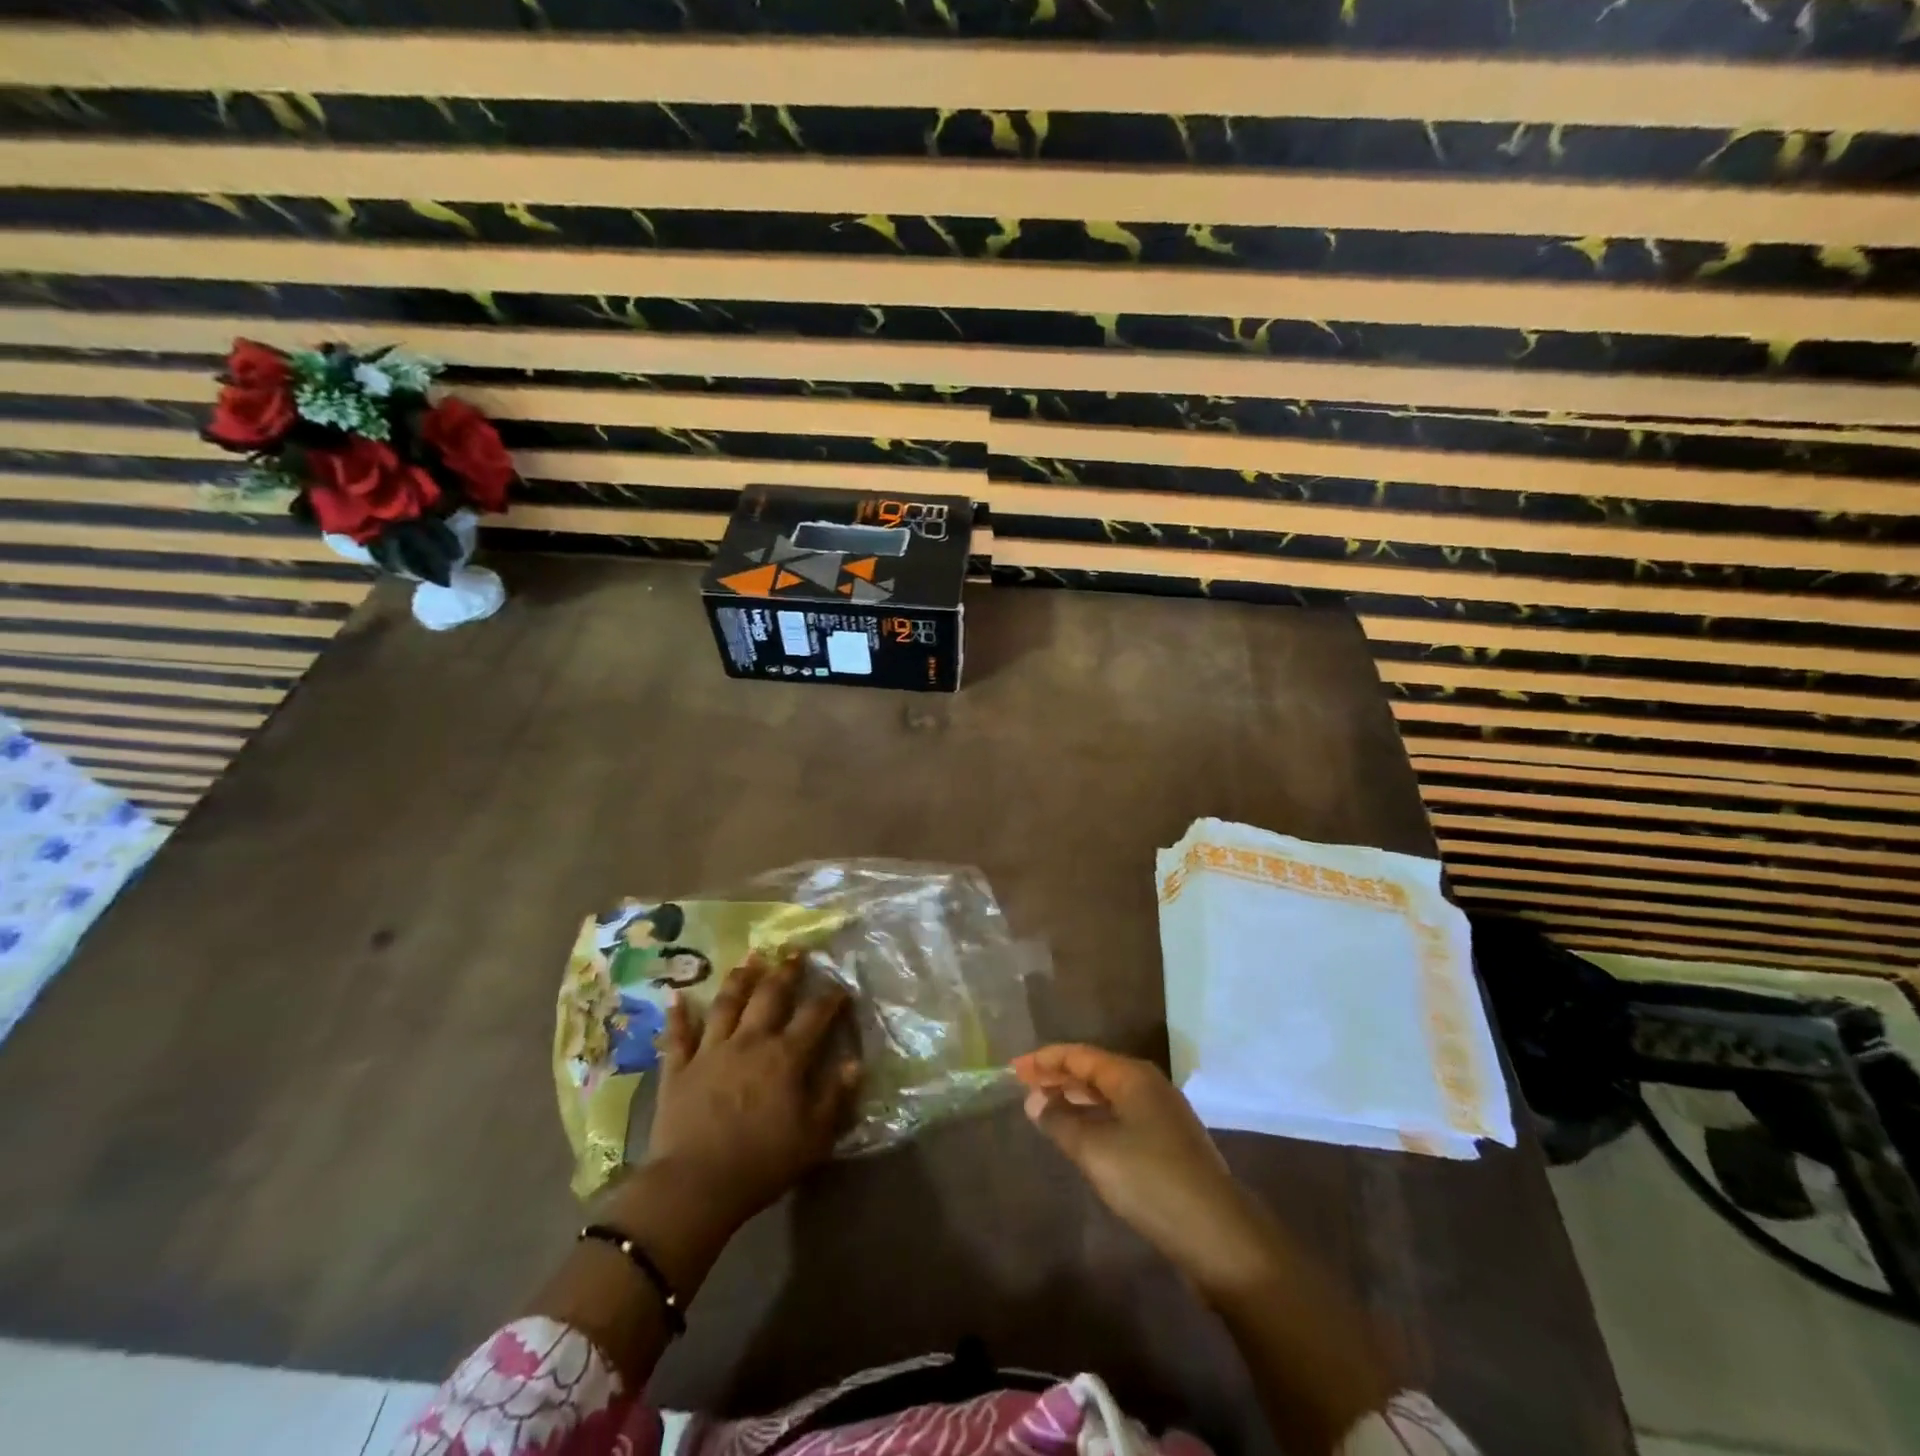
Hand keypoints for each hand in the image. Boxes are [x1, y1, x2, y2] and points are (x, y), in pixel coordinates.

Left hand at [647, 954, 860, 1232]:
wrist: (694, 1186)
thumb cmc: (762, 1163)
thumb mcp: (814, 1137)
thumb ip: (836, 1096)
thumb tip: (855, 1063)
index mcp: (785, 1056)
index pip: (814, 1015)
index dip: (830, 997)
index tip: (840, 986)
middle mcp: (750, 1041)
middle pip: (769, 995)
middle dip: (785, 971)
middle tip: (794, 952)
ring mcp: (711, 1050)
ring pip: (726, 1003)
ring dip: (739, 978)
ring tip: (749, 958)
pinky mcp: (678, 1068)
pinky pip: (678, 1034)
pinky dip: (678, 1014)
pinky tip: (677, 996)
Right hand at [1012, 1044, 1273, 1297]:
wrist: (1218, 1235)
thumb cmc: (1150, 1180)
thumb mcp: (1095, 1150)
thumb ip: (1060, 1121)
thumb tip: (1034, 1100)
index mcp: (1132, 1076)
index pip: (1080, 1055)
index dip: (1045, 1060)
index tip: (1014, 1069)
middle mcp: (1149, 1086)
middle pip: (1095, 1071)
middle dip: (1058, 1077)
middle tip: (1023, 1087)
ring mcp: (1162, 1116)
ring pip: (1109, 1097)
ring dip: (1076, 1100)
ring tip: (1045, 1109)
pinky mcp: (1169, 1145)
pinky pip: (1121, 1118)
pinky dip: (1095, 1119)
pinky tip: (1081, 1138)